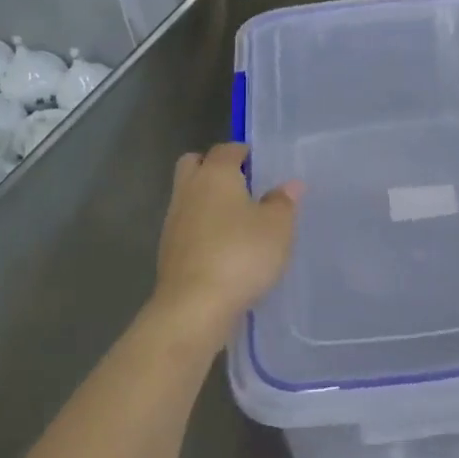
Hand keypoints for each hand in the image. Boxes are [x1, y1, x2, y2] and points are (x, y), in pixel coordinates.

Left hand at [149, 144, 301, 350]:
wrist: (194, 308)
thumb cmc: (241, 255)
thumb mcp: (278, 227)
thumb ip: (283, 202)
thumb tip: (289, 185)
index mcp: (215, 175)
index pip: (226, 149)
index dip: (243, 152)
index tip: (260, 163)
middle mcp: (189, 191)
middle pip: (194, 165)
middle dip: (214, 167)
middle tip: (242, 184)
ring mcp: (173, 222)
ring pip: (188, 197)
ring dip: (207, 201)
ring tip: (238, 219)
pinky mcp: (169, 252)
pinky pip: (187, 227)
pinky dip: (202, 229)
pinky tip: (224, 247)